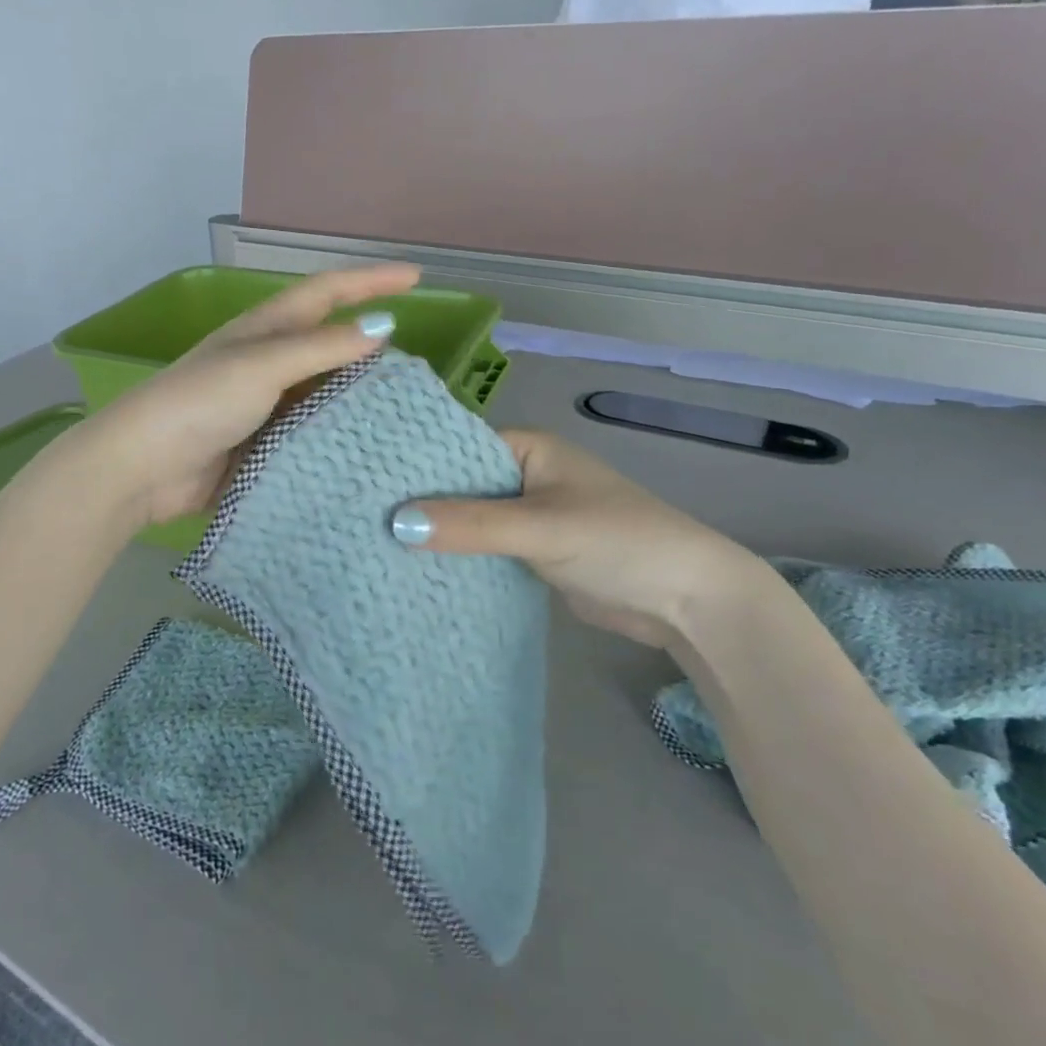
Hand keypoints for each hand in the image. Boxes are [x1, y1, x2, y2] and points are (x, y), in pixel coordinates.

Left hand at [83, 263, 421, 524]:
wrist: (144, 468)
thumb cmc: (200, 402)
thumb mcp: (262, 366)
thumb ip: (321, 348)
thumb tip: (383, 327)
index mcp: (265, 330)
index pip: (327, 293)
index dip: (370, 280)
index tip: (417, 277)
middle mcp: (269, 364)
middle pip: (330, 345)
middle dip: (372, 348)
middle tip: (419, 364)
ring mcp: (267, 407)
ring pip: (326, 395)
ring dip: (360, 399)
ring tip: (407, 411)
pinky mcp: (265, 447)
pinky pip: (313, 436)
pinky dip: (339, 438)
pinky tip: (371, 450)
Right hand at [391, 429, 764, 648]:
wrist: (687, 600)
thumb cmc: (619, 541)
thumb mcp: (541, 528)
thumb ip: (471, 524)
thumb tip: (396, 522)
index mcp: (529, 449)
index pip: (457, 446)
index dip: (415, 463)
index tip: (365, 480)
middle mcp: (525, 476)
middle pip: (460, 485)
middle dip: (420, 502)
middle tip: (358, 517)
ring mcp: (529, 517)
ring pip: (470, 520)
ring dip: (438, 533)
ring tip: (373, 543)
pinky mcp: (533, 554)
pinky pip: (485, 549)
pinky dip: (459, 557)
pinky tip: (417, 569)